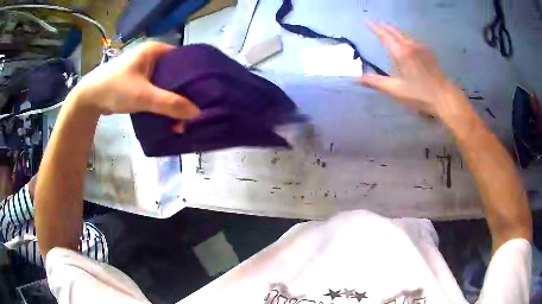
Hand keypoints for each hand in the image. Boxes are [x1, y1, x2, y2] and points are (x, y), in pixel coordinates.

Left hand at [69, 42, 199, 122]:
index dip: (196, 75)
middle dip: (184, 92)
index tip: (205, 92)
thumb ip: (170, 104)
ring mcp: (145, 69)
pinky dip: (163, 101)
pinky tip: (168, 114)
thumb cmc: (115, 88)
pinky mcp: (139, 81)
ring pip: (167, 83)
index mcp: (156, 50)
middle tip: (195, 109)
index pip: (184, 59)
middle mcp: (152, 56)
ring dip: (173, 100)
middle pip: (176, 73)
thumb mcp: (143, 96)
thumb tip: (197, 113)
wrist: (89, 98)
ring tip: (183, 116)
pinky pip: (157, 89)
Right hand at [361, 22, 467, 122]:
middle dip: (383, 26)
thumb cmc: (419, 94)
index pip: (384, 34)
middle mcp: (410, 45)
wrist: (444, 97)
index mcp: (401, 52)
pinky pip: (412, 39)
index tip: (365, 20)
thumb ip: (376, 82)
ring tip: (386, 30)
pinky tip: (404, 40)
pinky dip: (403, 36)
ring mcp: (421, 47)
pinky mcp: (428, 52)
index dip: (374, 27)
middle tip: (374, 23)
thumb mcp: (395, 89)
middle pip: (394, 30)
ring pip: (404, 33)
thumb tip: (357, 77)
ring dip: (393, 30)